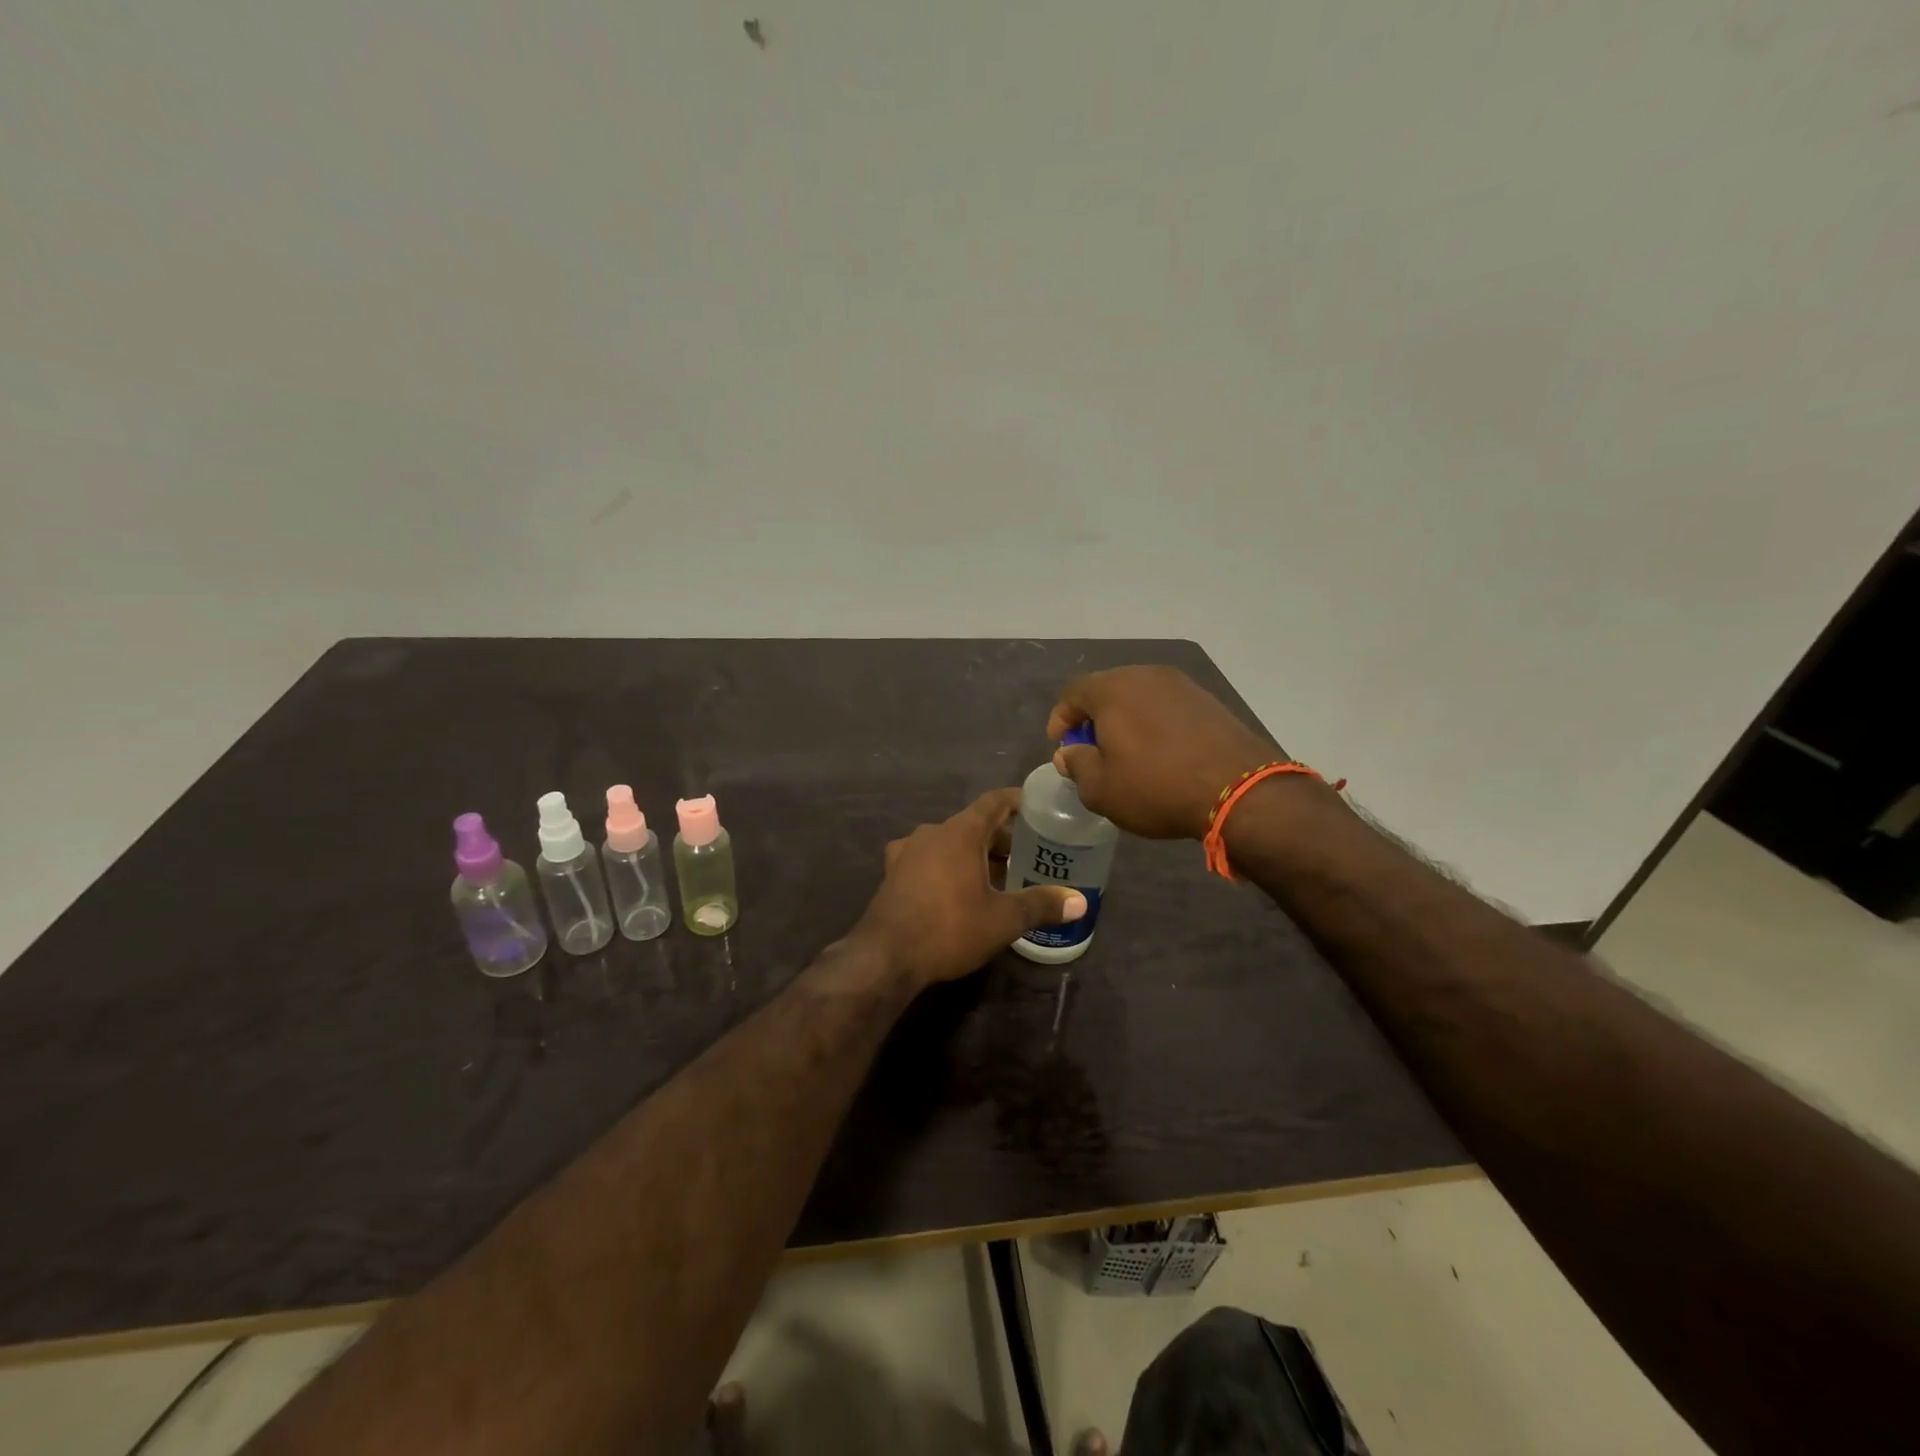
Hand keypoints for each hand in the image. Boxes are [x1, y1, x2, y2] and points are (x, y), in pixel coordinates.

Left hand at [855, 788, 1086, 988]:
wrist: (885, 957)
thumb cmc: (948, 928)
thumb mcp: (1002, 920)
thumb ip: (1041, 905)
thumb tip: (1080, 901)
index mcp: (960, 832)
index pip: (993, 802)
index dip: (1016, 800)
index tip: (1036, 805)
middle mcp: (932, 833)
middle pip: (972, 824)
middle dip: (1000, 837)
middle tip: (1027, 854)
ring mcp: (907, 852)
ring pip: (949, 842)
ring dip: (973, 853)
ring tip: (997, 875)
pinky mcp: (893, 874)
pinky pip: (929, 859)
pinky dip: (949, 866)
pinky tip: (958, 890)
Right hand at [1047, 666, 1280, 839]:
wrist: (1239, 790)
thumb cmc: (1156, 787)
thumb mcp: (1101, 789)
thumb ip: (1077, 765)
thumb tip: (1069, 753)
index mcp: (1113, 689)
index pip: (1074, 692)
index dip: (1061, 717)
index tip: (1060, 744)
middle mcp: (1146, 675)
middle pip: (1109, 690)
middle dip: (1094, 717)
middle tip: (1092, 747)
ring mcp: (1183, 685)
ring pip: (1141, 697)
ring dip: (1128, 720)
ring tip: (1128, 752)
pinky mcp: (1210, 701)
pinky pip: (1169, 707)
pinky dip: (1156, 724)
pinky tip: (1162, 752)